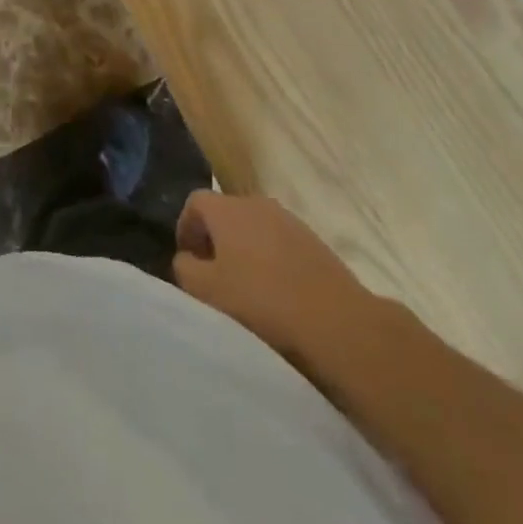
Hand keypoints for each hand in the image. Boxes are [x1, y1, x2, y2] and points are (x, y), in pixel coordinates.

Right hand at [172, 192, 373, 366]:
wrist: (337, 321)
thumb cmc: (261, 302)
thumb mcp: (207, 291)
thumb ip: (185, 268)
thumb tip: (187, 258)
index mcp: (227, 208)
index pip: (194, 202)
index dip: (186, 228)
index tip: (188, 260)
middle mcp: (256, 202)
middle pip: (225, 213)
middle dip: (215, 239)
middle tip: (214, 275)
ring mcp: (289, 220)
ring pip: (254, 228)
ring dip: (244, 250)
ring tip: (246, 287)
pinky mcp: (314, 241)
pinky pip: (280, 243)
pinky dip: (271, 260)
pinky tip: (277, 292)